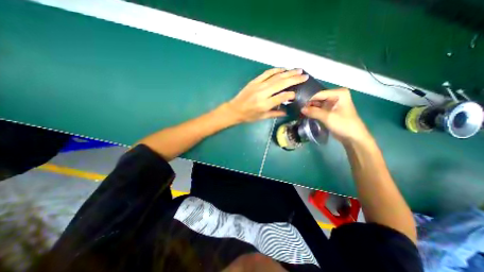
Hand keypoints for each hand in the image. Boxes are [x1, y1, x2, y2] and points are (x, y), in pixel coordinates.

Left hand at [226, 68, 307, 123]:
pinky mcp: (254, 81)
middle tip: (305, 76)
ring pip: (275, 77)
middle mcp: (262, 93)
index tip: (297, 93)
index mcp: (264, 105)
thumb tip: (287, 111)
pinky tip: (283, 69)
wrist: (234, 109)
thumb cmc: (248, 116)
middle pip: (281, 84)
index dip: (291, 94)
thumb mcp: (262, 117)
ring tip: (298, 70)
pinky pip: (267, 73)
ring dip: (288, 72)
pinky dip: (276, 70)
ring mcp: (258, 85)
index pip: (281, 97)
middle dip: (294, 79)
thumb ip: (275, 113)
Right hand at [302, 88, 370, 143]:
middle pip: (318, 98)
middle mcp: (336, 96)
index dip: (309, 100)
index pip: (319, 94)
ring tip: (301, 112)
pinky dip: (313, 112)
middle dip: (309, 104)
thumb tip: (301, 109)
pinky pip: (319, 109)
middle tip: (299, 109)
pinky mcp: (330, 111)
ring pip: (318, 104)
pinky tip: (306, 114)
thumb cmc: (343, 124)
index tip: (299, 106)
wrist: (353, 137)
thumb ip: (314, 112)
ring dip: (310, 108)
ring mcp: (333, 104)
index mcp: (339, 93)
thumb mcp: (328, 117)